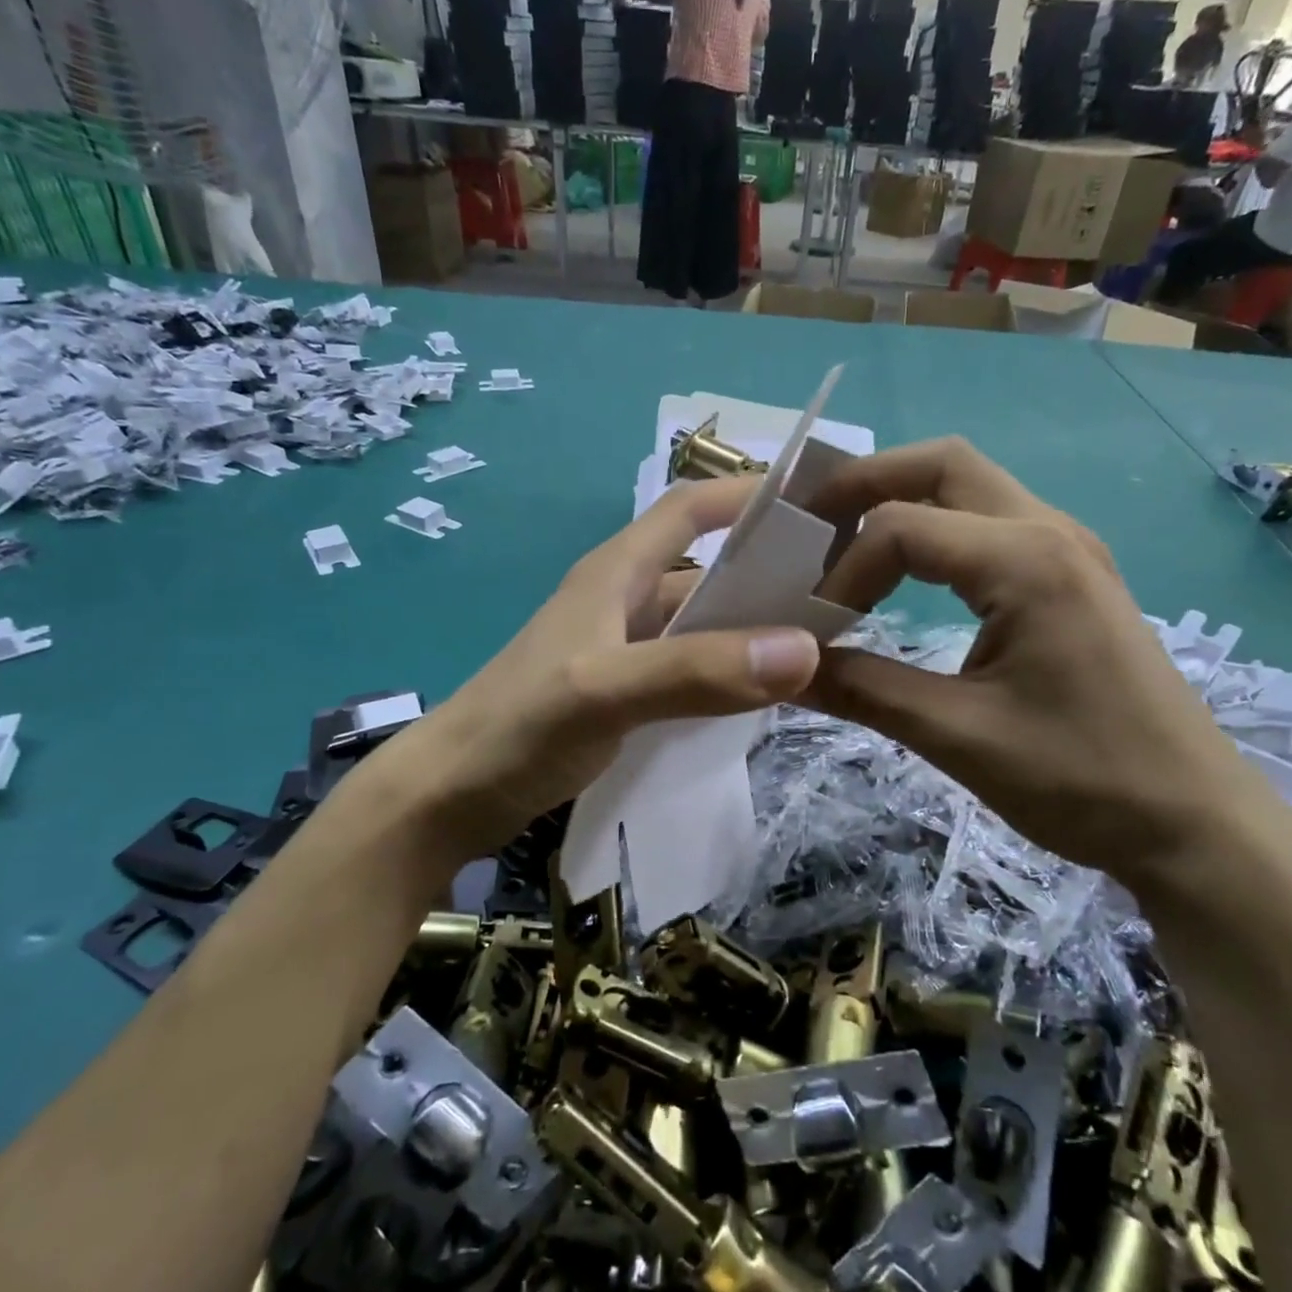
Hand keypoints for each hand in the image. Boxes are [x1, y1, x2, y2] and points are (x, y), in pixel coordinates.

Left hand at [337, 478, 820, 877]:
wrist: (448, 797)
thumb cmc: (517, 728)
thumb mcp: (605, 691)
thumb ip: (696, 670)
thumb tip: (805, 648)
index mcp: (616, 572)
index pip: (688, 507)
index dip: (746, 494)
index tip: (815, 504)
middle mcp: (624, 601)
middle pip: (706, 568)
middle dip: (767, 571)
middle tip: (843, 591)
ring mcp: (622, 651)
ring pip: (701, 624)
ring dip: (751, 628)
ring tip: (821, 645)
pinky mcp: (622, 695)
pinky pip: (690, 669)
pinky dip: (727, 673)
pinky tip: (763, 696)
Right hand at [804, 439, 1272, 883]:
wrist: (1193, 823)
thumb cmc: (1081, 779)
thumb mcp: (957, 736)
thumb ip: (862, 690)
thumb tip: (785, 671)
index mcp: (1025, 561)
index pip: (901, 527)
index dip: (842, 572)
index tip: (815, 629)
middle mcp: (1049, 531)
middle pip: (941, 464)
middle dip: (865, 483)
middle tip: (807, 526)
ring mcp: (1067, 548)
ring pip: (968, 485)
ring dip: (900, 501)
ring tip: (842, 546)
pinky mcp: (1071, 576)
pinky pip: (989, 522)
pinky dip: (934, 530)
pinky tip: (906, 576)